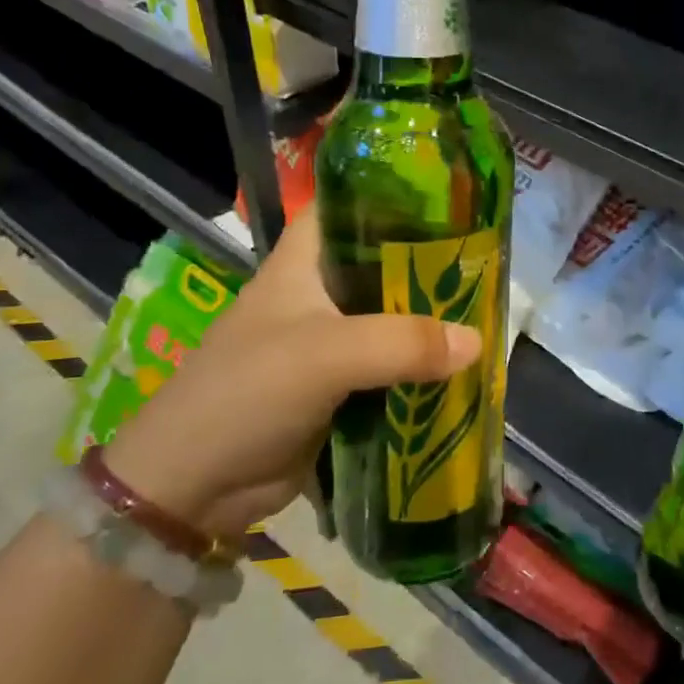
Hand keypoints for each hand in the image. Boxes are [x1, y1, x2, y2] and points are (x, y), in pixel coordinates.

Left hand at [104, 208, 481, 543]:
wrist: (193, 486)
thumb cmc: (248, 392)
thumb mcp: (325, 355)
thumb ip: (403, 343)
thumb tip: (478, 341)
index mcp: (304, 262)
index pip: (351, 206)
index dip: (397, 197)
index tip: (455, 201)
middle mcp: (319, 293)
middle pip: (385, 266)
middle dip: (432, 268)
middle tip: (490, 268)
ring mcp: (330, 342)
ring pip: (393, 320)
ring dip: (432, 324)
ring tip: (491, 316)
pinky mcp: (339, 388)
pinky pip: (392, 368)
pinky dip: (422, 370)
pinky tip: (463, 369)